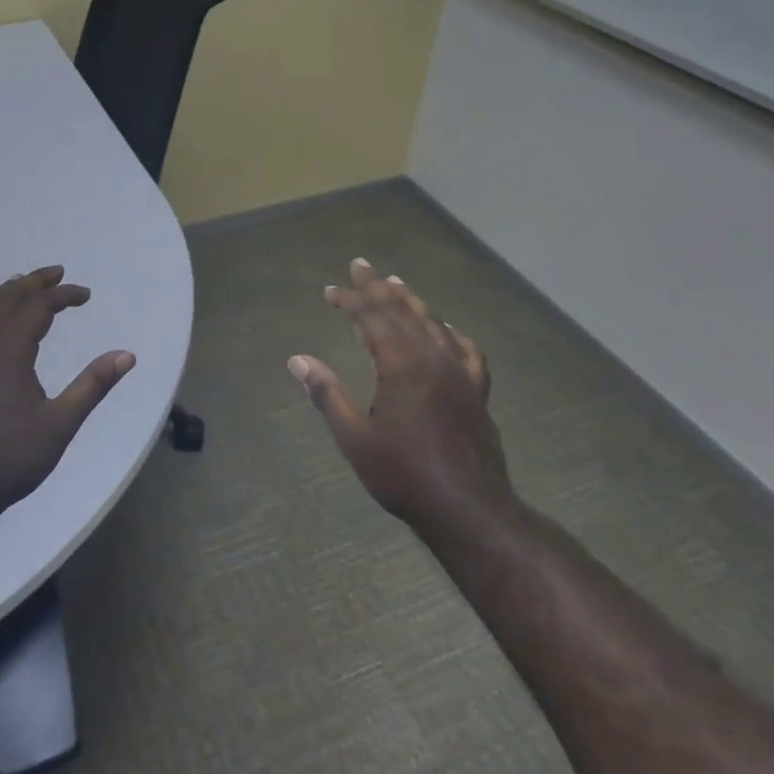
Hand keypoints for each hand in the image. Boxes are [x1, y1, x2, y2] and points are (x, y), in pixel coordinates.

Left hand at [0, 266, 135, 527]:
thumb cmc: (12, 458)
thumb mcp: (62, 423)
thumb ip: (93, 385)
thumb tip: (127, 355)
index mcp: (9, 351)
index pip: (38, 307)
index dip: (63, 295)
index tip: (86, 295)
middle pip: (6, 299)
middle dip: (33, 283)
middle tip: (56, 274)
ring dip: (5, 295)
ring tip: (23, 288)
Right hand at [288, 258, 512, 540]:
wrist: (468, 508)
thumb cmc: (403, 474)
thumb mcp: (355, 438)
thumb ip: (327, 394)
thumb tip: (297, 360)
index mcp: (400, 364)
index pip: (371, 318)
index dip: (350, 300)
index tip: (331, 290)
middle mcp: (432, 357)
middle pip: (402, 310)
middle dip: (377, 287)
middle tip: (360, 265)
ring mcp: (459, 372)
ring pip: (432, 323)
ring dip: (410, 301)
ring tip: (395, 283)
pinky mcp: (476, 390)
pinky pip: (466, 349)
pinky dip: (451, 333)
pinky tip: (445, 329)